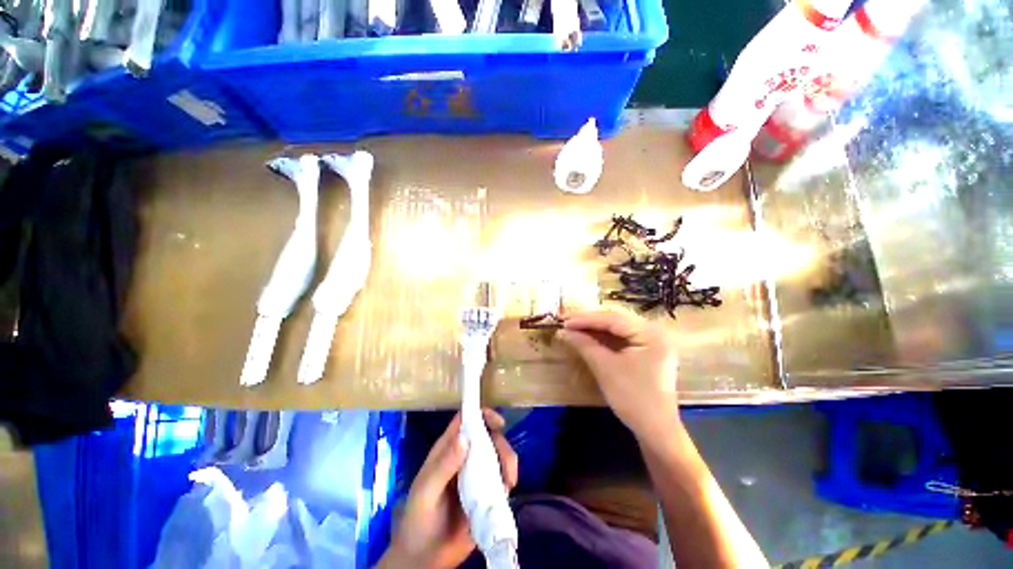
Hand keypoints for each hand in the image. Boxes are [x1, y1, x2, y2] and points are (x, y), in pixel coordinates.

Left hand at [380, 409, 517, 568]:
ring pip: (498, 455)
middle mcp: (465, 457)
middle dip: (501, 443)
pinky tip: (508, 490)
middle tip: (506, 463)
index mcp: (448, 449)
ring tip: (509, 481)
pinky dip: (509, 479)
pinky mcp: (487, 494)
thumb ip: (444, 466)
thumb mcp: (426, 491)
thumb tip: (465, 438)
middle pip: (488, 436)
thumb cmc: (418, 519)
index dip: (482, 415)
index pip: (466, 421)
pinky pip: (502, 478)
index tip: (498, 422)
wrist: (424, 558)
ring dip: (508, 462)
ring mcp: (477, 475)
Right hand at [557, 308, 679, 439]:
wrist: (655, 430)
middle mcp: (655, 331)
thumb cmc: (633, 399)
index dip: (586, 319)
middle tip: (566, 321)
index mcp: (651, 334)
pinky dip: (604, 336)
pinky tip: (588, 335)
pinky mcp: (647, 350)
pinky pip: (622, 336)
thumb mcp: (605, 369)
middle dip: (590, 320)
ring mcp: (652, 340)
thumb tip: (562, 331)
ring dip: (595, 327)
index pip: (613, 319)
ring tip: (573, 326)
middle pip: (616, 319)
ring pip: (618, 326)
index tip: (564, 321)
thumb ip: (584, 345)